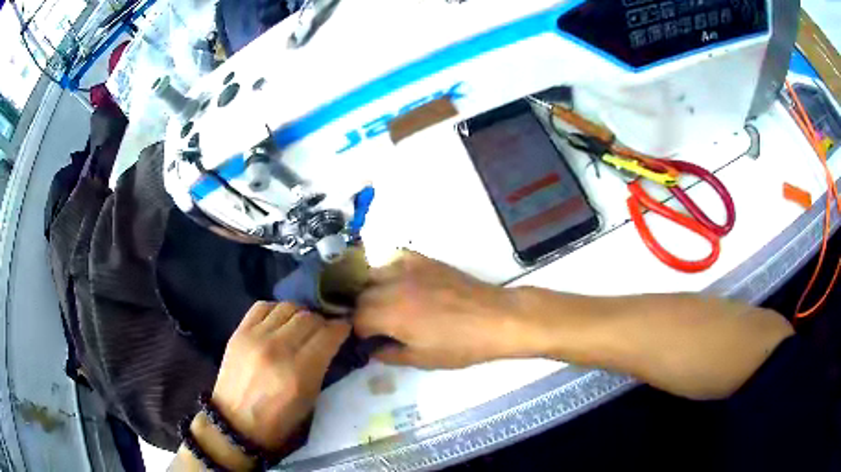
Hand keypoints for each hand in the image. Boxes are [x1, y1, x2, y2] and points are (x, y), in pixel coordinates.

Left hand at [211, 302, 350, 451]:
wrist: (235, 422)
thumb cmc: (278, 421)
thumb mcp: (309, 400)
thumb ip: (321, 367)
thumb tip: (330, 343)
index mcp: (299, 372)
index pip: (328, 335)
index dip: (341, 328)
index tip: (346, 329)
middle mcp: (277, 349)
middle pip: (309, 317)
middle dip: (322, 321)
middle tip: (324, 330)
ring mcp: (255, 337)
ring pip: (287, 307)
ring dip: (300, 314)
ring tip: (301, 325)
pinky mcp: (239, 332)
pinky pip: (263, 306)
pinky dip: (276, 310)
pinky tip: (279, 322)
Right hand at [354, 251, 534, 368]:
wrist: (495, 318)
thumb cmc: (459, 345)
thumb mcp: (421, 359)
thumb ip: (389, 354)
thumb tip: (372, 349)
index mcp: (389, 314)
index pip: (356, 320)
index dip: (358, 333)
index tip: (367, 341)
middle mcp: (391, 286)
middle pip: (360, 296)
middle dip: (362, 312)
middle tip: (375, 326)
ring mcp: (407, 268)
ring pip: (373, 275)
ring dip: (371, 291)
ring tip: (384, 305)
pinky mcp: (423, 260)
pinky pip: (394, 259)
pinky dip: (389, 271)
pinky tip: (400, 284)